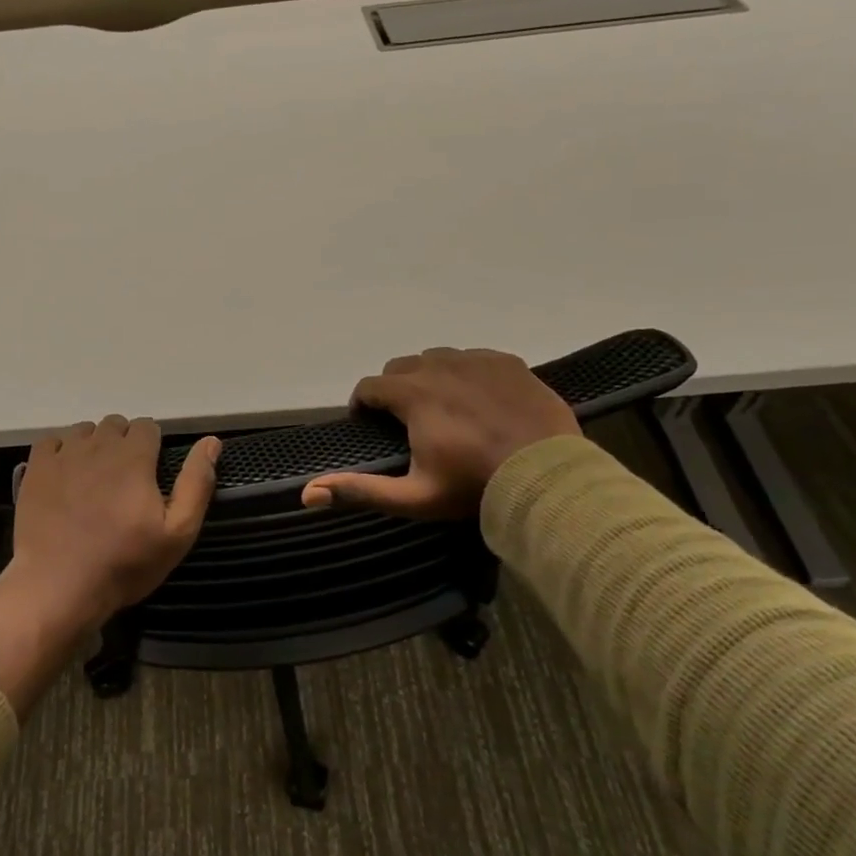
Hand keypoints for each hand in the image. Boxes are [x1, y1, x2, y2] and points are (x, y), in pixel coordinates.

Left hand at [11, 416, 220, 624]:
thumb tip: (212, 442)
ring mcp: (63, 455)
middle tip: (125, 480)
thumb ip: (196, 483)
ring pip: (84, 430)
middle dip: (124, 443)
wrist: (58, 586)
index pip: (147, 426)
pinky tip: (65, 477)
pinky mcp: (35, 469)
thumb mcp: (177, 533)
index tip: (151, 474)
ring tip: (95, 480)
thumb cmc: (124, 563)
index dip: (153, 446)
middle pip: (115, 424)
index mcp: (134, 457)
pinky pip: (52, 441)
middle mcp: (98, 445)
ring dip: (94, 446)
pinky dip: (61, 452)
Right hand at [301, 348, 578, 519]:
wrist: (548, 479)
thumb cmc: (474, 488)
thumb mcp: (413, 497)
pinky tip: (478, 400)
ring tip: (441, 407)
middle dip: (394, 389)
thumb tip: (308, 494)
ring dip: (429, 377)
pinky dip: (466, 374)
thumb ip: (359, 491)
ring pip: (437, 358)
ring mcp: (478, 361)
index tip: (368, 424)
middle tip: (406, 420)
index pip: (370, 385)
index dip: (362, 404)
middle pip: (401, 367)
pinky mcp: (509, 363)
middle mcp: (440, 367)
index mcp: (413, 394)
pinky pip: (475, 358)